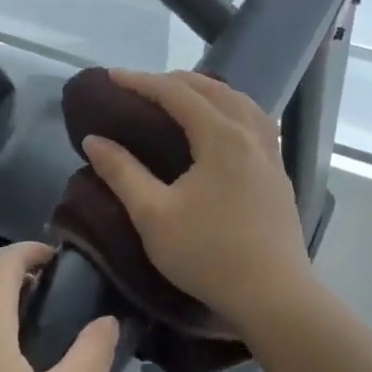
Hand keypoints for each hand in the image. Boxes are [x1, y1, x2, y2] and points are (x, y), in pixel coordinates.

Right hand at [80, 70, 313, 329]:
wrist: (273, 295)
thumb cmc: (208, 254)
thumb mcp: (153, 216)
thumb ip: (122, 172)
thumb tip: (94, 140)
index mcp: (221, 136)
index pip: (176, 93)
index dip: (141, 81)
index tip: (111, 76)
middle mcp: (250, 133)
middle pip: (212, 89)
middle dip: (173, 81)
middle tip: (140, 87)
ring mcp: (270, 153)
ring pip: (239, 102)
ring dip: (207, 91)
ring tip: (180, 98)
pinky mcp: (278, 173)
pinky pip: (254, 121)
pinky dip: (229, 109)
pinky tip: (220, 127)